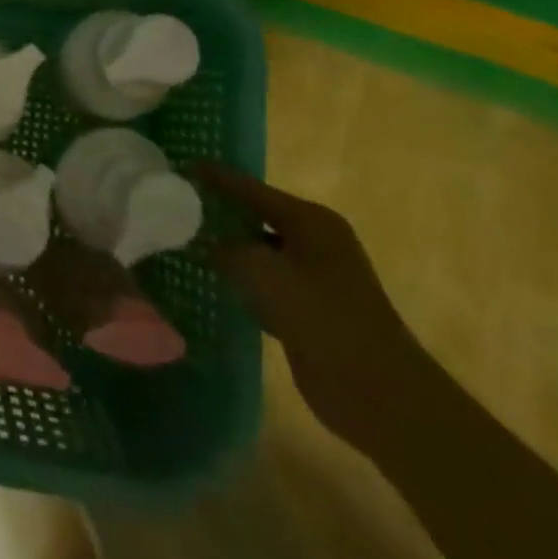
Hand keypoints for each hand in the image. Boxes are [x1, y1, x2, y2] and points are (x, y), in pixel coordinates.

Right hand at [199, 164, 434, 455]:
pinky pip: (267, 282)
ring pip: (261, 250)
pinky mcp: (310, 309)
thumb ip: (228, 250)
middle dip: (221, 210)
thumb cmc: (321, 317)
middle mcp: (315, 241)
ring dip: (230, 248)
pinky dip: (244, 280)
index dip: (217, 177)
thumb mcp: (262, 272)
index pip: (252, 189)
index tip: (183, 166)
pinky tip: (216, 282)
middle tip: (179, 203)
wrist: (378, 393)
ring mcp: (316, 277)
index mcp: (311, 221)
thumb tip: (209, 244)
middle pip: (257, 215)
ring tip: (188, 239)